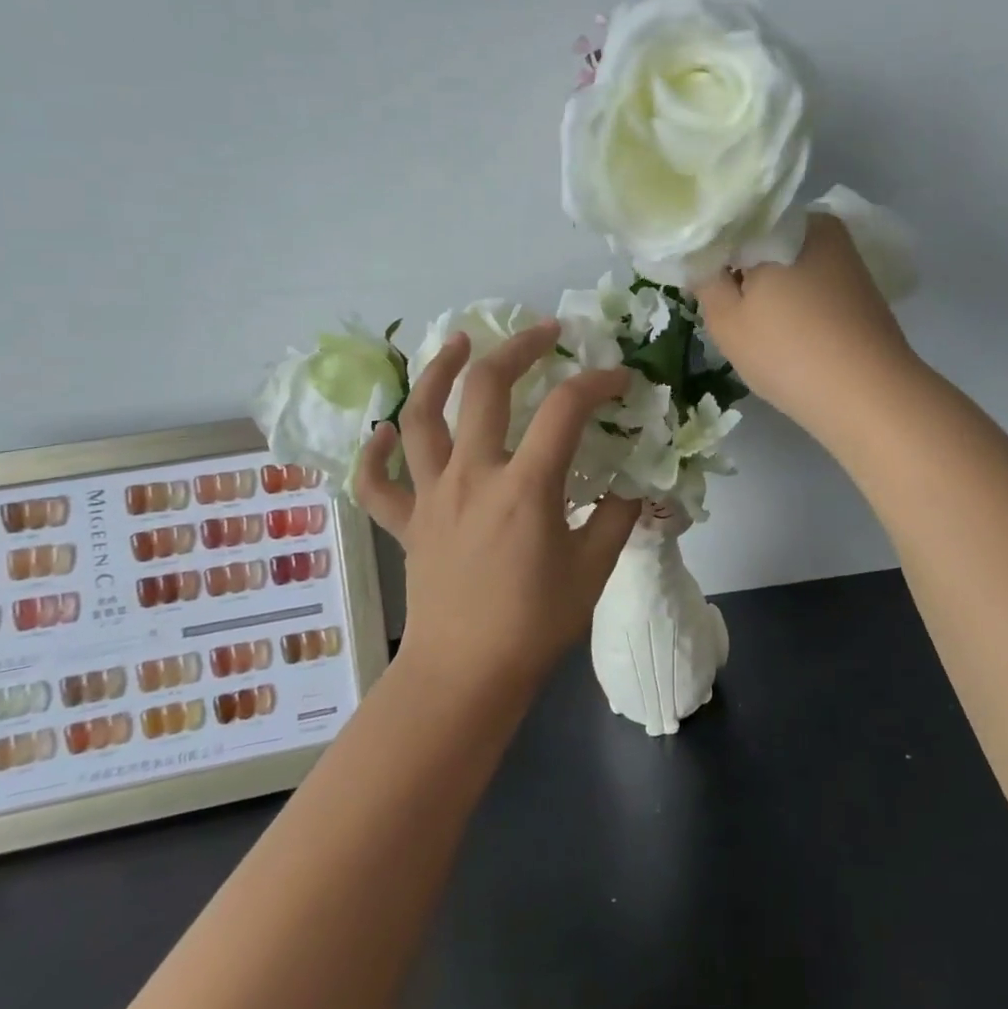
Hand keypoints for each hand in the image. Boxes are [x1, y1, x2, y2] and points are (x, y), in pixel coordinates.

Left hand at [355, 321, 641, 697]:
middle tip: (543, 333)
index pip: (566, 410)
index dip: (598, 383)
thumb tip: (632, 483)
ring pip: (420, 417)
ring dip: (437, 372)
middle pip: (486, 387)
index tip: (620, 380)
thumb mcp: (592, 569)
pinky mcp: (406, 522)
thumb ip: (616, 517)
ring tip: (457, 342)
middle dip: (519, 348)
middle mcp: (472, 476)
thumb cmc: (533, 625)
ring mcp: (431, 495)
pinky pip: (377, 481)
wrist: (464, 676)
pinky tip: (385, 431)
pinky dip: (375, 452)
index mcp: (524, 487)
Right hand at [693, 215, 917, 440]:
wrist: (869, 396)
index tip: (700, 281)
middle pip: (764, 241)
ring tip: (756, 325)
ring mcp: (847, 257)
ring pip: (790, 264)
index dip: (711, 250)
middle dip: (743, 269)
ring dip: (770, 288)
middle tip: (726, 308)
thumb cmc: (788, 352)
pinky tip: (788, 332)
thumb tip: (701, 259)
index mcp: (784, 223)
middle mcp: (821, 228)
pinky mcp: (861, 288)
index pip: (733, 223)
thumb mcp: (727, 321)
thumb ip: (705, 282)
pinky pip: (814, 283)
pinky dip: (796, 301)